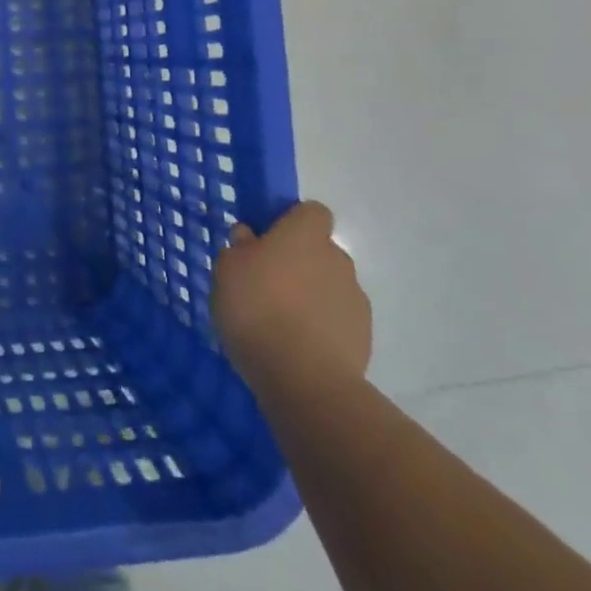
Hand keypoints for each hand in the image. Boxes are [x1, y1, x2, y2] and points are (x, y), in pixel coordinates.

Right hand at [212, 200, 370, 390]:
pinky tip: (295, 349)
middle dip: (299, 264)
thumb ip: (239, 248)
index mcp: (305, 234)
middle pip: (319, 251)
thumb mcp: (227, 270)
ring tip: (279, 324)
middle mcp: (337, 259)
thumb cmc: (257, 308)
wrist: (304, 378)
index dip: (291, 222)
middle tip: (266, 286)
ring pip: (329, 287)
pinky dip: (321, 329)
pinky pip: (337, 322)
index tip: (267, 241)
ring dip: (310, 298)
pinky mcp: (363, 338)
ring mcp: (355, 299)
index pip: (311, 211)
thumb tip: (249, 238)